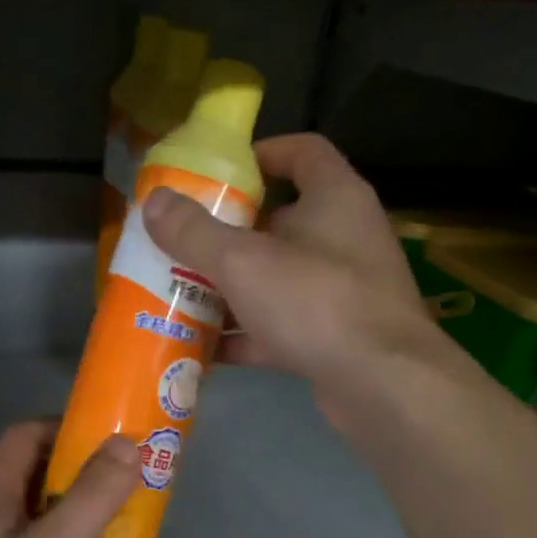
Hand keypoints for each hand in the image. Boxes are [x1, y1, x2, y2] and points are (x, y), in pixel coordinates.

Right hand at [141, 133, 438, 419]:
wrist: (382, 385)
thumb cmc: (316, 303)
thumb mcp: (243, 262)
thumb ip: (195, 231)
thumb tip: (153, 200)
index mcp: (334, 198)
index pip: (302, 152)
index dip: (260, 154)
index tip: (216, 174)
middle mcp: (343, 238)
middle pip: (280, 221)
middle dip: (228, 233)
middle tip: (181, 242)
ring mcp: (342, 291)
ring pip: (277, 279)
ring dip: (232, 288)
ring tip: (180, 294)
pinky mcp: (334, 337)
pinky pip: (281, 326)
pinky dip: (246, 334)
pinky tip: (204, 348)